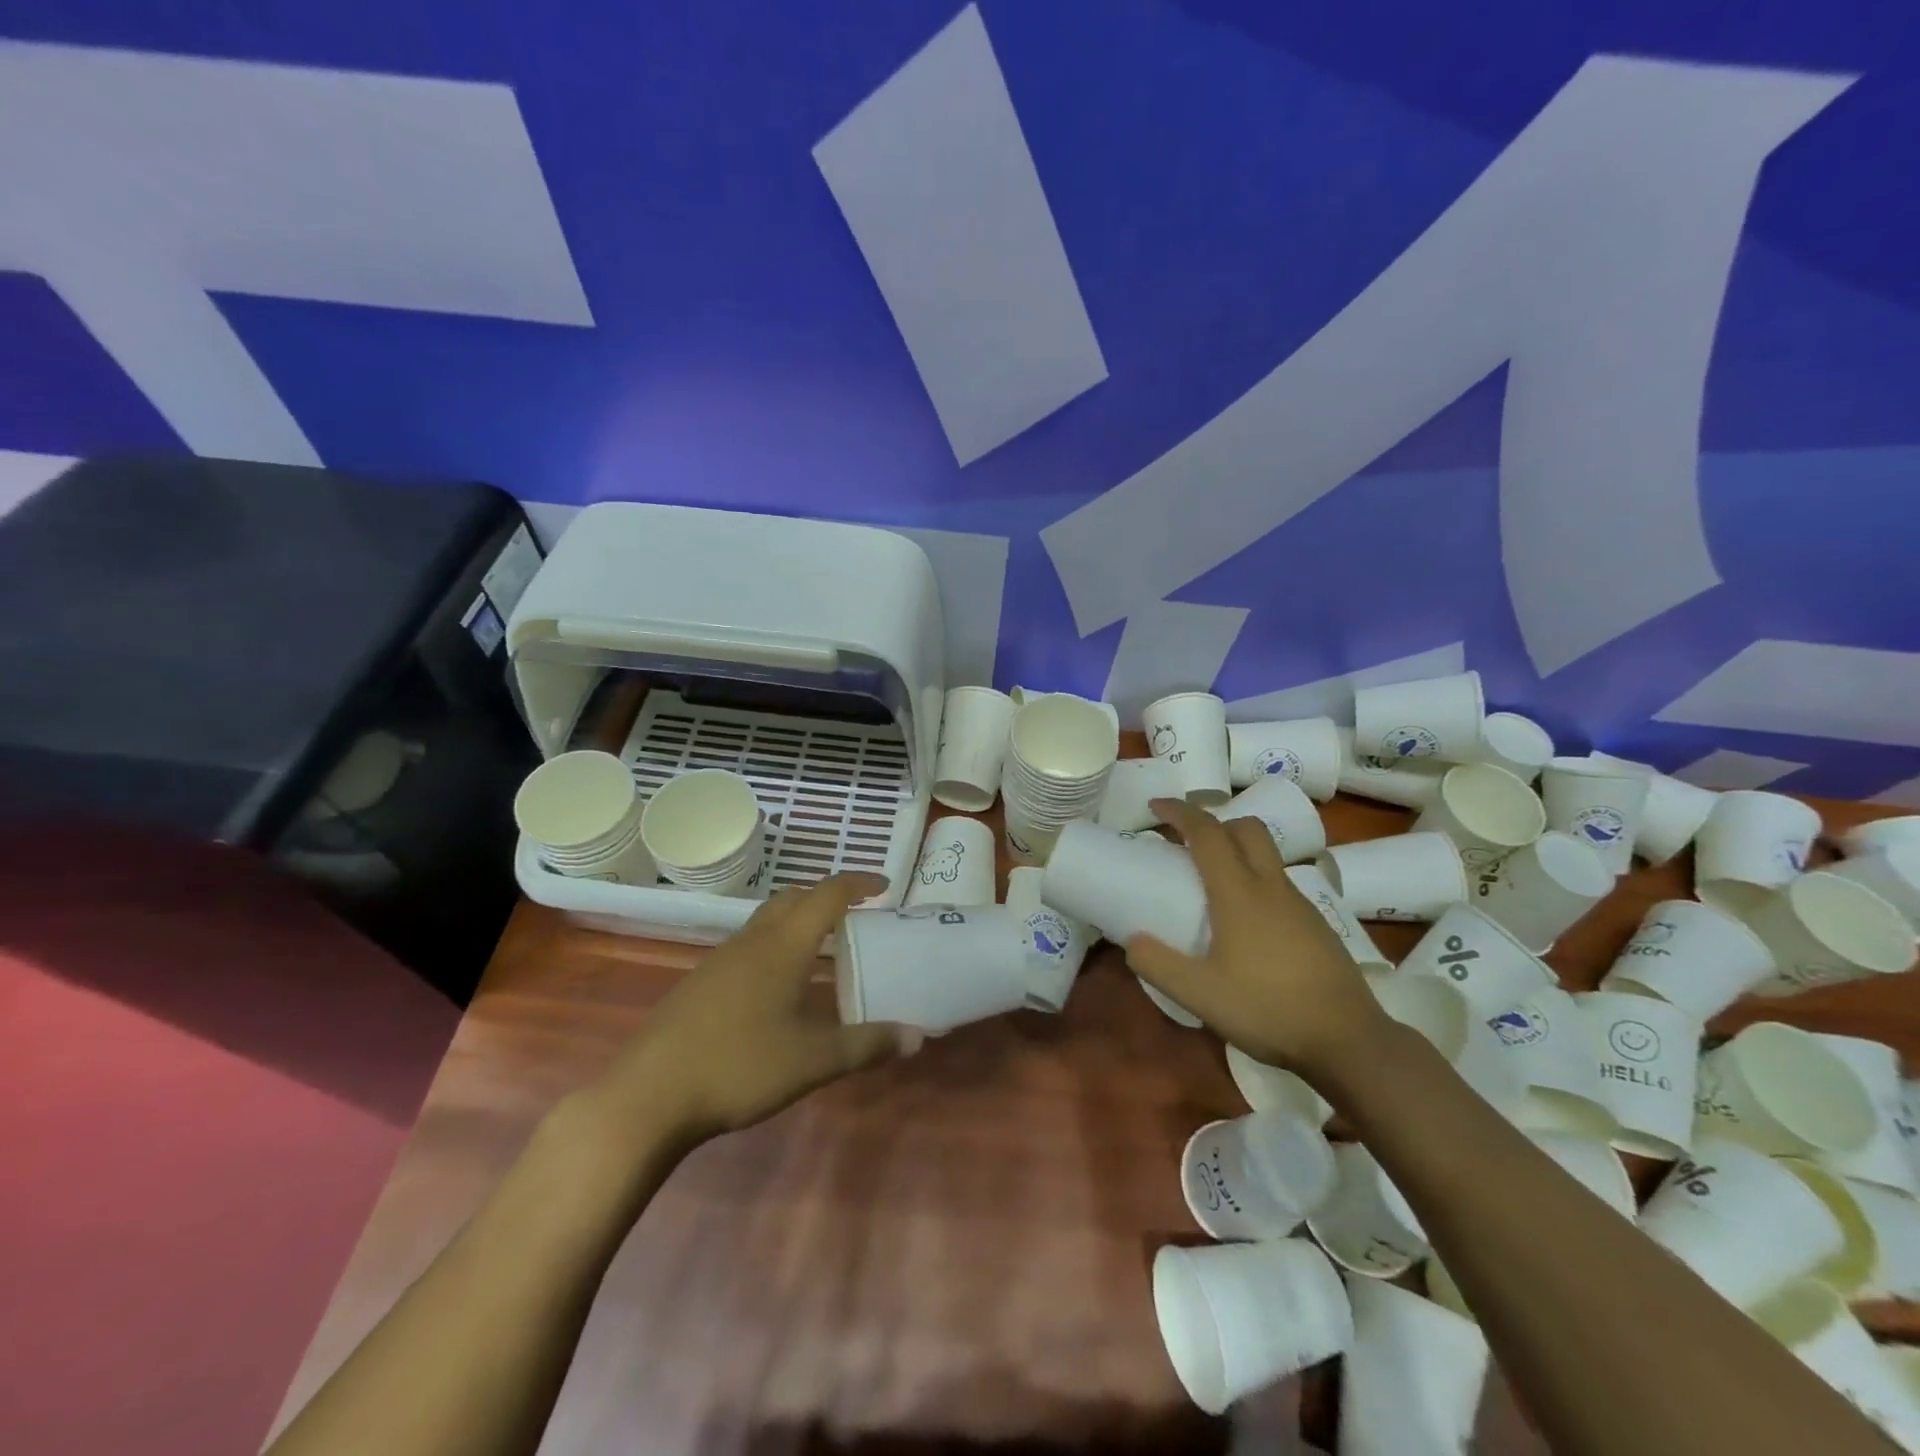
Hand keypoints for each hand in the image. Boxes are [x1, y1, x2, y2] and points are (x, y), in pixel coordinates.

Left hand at [592, 873, 920, 1146]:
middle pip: (793, 898)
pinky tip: (777, 986)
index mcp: (783, 946)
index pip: (827, 895)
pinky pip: (747, 945)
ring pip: (766, 920)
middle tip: (856, 914)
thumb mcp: (813, 1060)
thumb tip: (918, 1037)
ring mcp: (720, 960)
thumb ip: (867, 1044)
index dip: (858, 883)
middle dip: (827, 896)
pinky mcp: (700, 983)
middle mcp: (752, 941)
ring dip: (798, 919)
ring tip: (822, 947)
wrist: (648, 1096)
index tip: (884, 884)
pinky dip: (774, 945)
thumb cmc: (739, 1067)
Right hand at [1125, 800, 1390, 1079]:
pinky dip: (1255, 882)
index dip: (1180, 812)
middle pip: (1246, 829)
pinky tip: (1246, 924)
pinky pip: (1279, 885)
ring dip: (1236, 852)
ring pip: (1266, 856)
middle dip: (1214, 822)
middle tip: (1186, 842)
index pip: (1207, 833)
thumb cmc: (1269, 1010)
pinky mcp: (1317, 926)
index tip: (1156, 807)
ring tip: (1211, 885)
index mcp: (1240, 893)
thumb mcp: (1199, 995)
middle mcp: (1272, 888)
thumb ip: (1157, 965)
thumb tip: (1132, 940)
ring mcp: (1300, 905)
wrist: (1349, 1041)